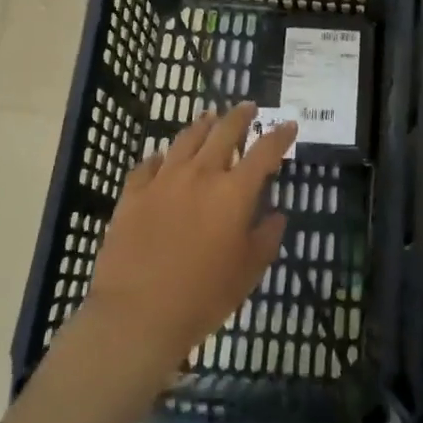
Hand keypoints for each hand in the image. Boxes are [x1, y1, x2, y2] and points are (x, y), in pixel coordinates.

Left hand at [78, 103, 293, 386]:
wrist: (136, 314)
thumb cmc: (202, 297)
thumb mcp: (248, 272)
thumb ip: (266, 238)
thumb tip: (276, 215)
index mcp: (234, 192)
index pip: (264, 151)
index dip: (280, 135)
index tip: (289, 125)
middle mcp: (200, 174)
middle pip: (223, 132)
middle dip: (239, 116)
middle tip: (248, 107)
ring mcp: (163, 180)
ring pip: (186, 139)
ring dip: (202, 125)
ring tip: (209, 117)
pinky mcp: (133, 193)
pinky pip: (148, 164)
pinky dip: (161, 157)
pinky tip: (162, 158)